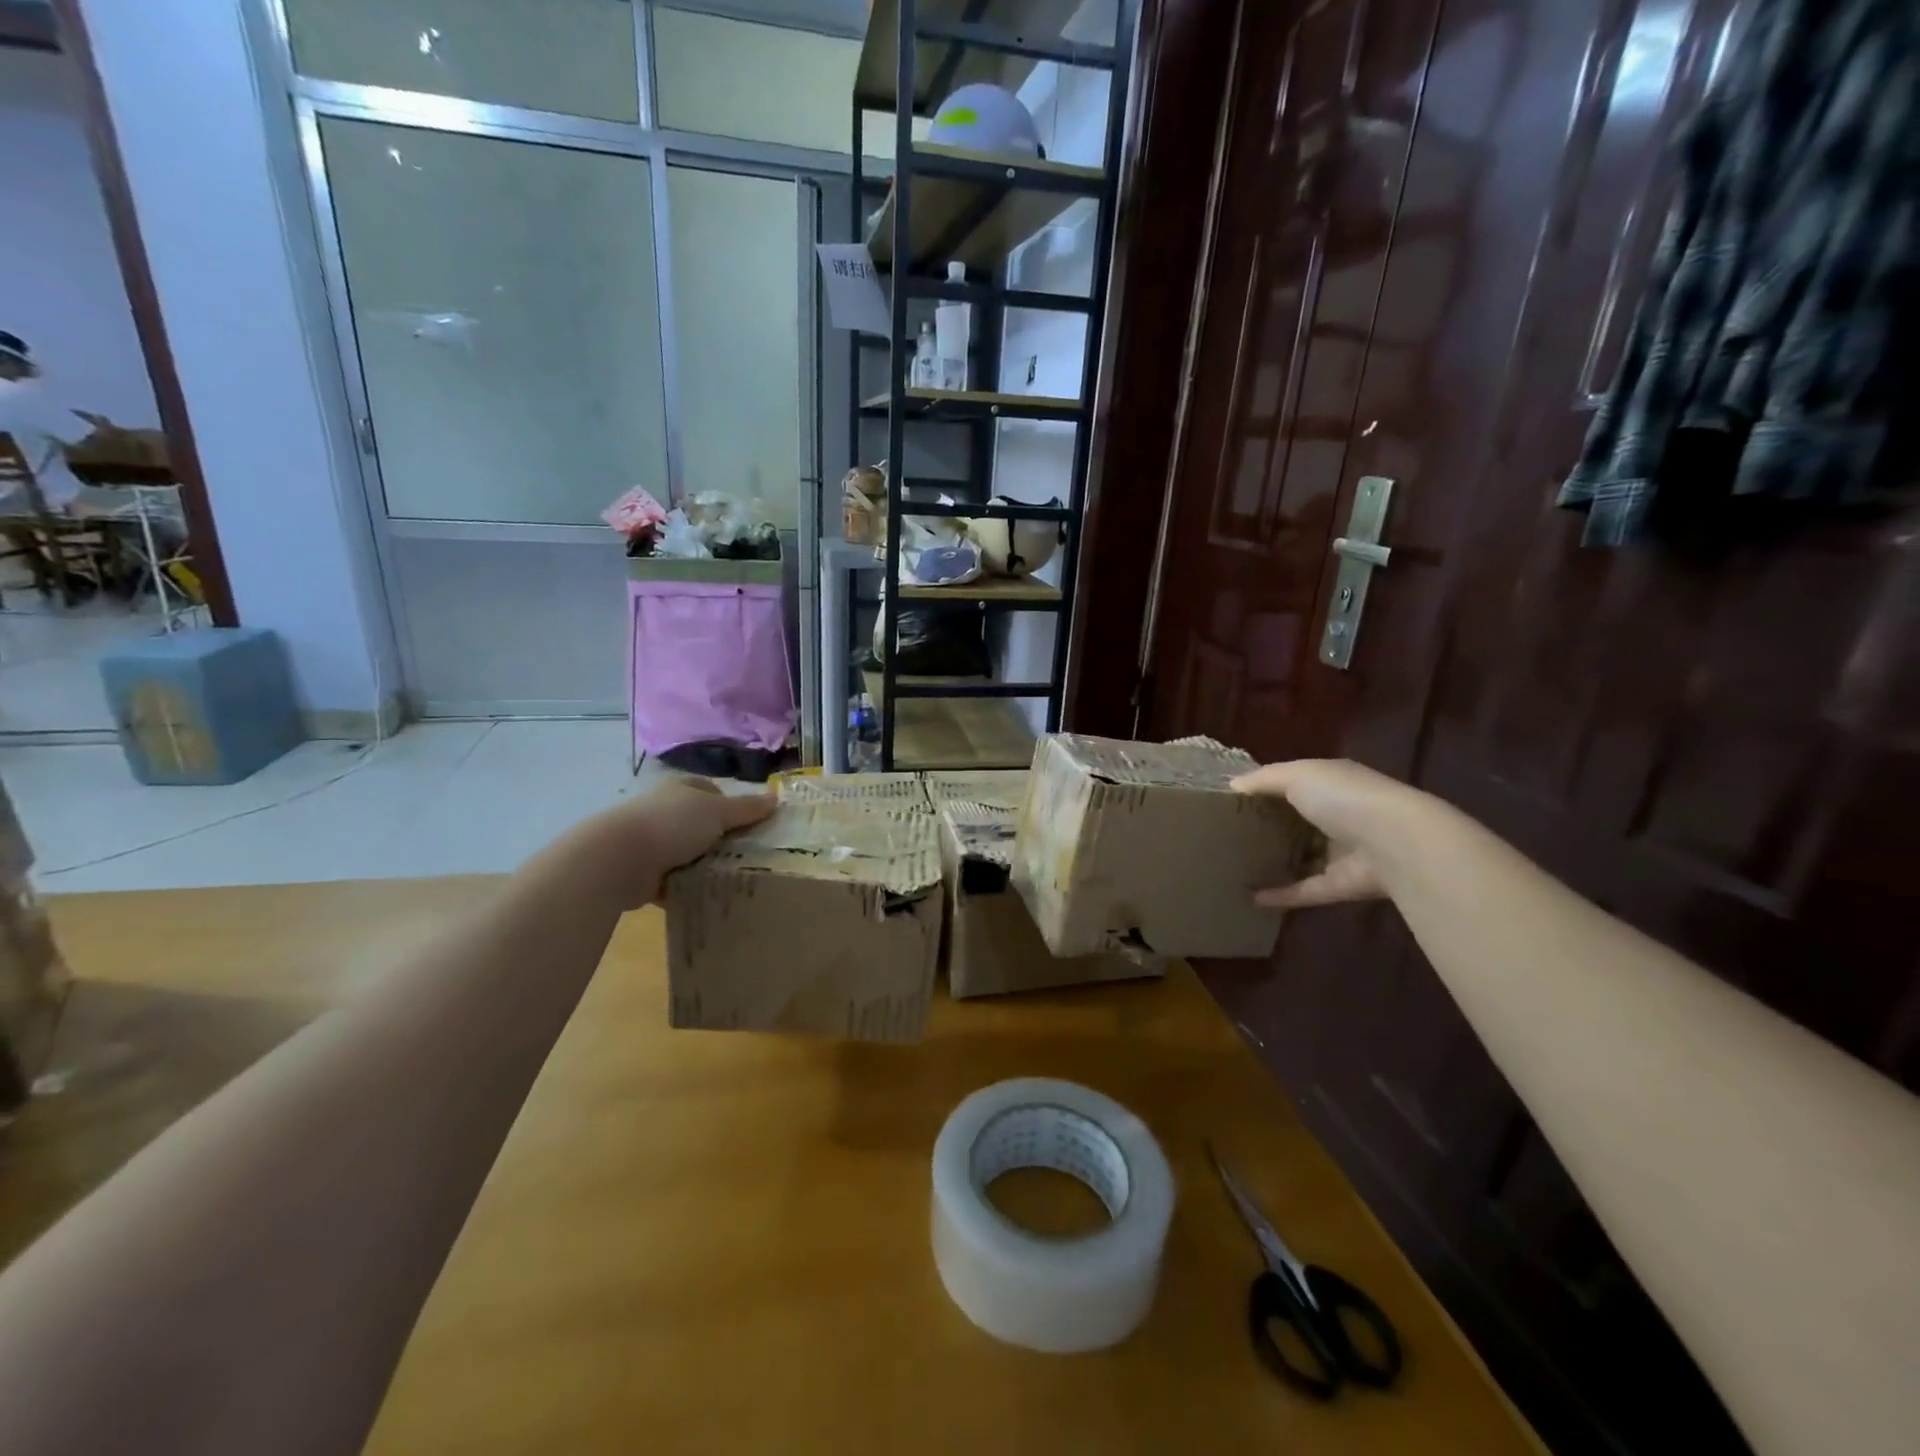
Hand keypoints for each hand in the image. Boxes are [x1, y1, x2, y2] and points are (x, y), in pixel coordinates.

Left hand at [585, 777, 775, 907]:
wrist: (618, 860)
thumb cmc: (672, 824)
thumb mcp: (717, 812)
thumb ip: (747, 809)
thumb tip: (776, 799)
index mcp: (681, 790)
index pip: (711, 792)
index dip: (733, 806)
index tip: (753, 826)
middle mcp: (665, 811)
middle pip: (702, 824)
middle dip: (723, 839)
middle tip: (750, 855)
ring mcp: (651, 842)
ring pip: (689, 852)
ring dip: (706, 865)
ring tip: (733, 878)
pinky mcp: (643, 871)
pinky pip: (675, 880)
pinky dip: (688, 887)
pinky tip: (707, 896)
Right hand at [1230, 759, 1420, 907]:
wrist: (1397, 843)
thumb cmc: (1344, 798)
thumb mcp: (1298, 775)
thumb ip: (1264, 779)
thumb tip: (1233, 786)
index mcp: (1332, 782)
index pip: (1297, 782)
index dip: (1267, 789)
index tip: (1234, 799)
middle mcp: (1341, 815)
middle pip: (1300, 821)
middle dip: (1271, 826)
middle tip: (1231, 833)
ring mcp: (1344, 851)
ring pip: (1305, 856)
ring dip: (1278, 862)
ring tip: (1240, 865)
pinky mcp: (1343, 884)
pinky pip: (1308, 889)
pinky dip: (1283, 895)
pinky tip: (1253, 898)